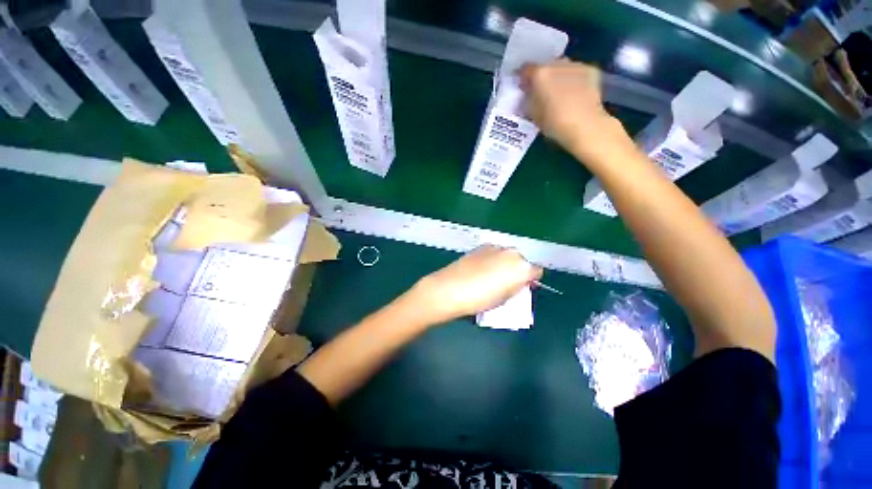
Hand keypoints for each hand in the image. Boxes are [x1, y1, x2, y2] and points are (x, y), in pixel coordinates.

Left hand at [410, 245, 542, 323]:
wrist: (451, 288)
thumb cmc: (480, 299)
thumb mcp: (505, 299)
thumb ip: (517, 288)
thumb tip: (519, 283)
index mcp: (521, 267)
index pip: (536, 270)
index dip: (531, 279)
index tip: (524, 286)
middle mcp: (511, 253)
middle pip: (522, 259)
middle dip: (518, 269)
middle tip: (508, 281)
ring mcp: (495, 247)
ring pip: (507, 254)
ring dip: (505, 262)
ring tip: (492, 274)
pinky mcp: (481, 246)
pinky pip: (494, 252)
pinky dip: (492, 258)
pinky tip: (481, 268)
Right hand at [520, 60, 631, 162]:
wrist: (584, 125)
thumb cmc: (553, 123)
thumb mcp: (532, 114)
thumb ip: (528, 99)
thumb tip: (528, 94)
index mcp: (539, 74)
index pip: (525, 69)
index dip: (523, 79)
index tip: (523, 88)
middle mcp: (557, 63)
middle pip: (545, 66)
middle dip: (542, 77)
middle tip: (542, 91)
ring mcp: (576, 65)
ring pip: (562, 67)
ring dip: (558, 76)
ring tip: (559, 92)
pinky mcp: (591, 70)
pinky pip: (577, 72)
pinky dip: (574, 79)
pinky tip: (574, 93)